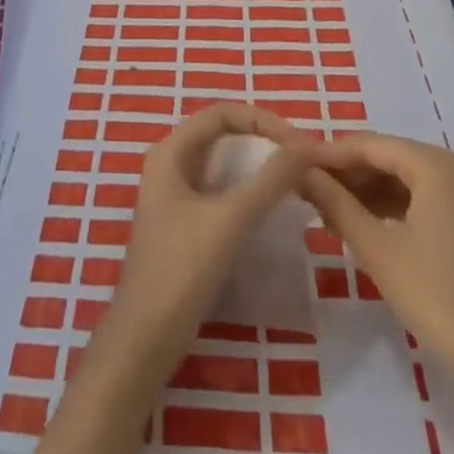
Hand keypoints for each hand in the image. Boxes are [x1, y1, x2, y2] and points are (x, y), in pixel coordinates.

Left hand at [99, 103, 316, 382]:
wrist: (145, 339)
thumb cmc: (182, 270)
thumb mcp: (231, 219)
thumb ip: (271, 180)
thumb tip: (309, 145)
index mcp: (170, 152)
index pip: (222, 113)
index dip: (262, 120)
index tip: (299, 143)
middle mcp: (170, 165)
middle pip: (222, 135)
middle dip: (263, 139)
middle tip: (302, 158)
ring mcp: (175, 196)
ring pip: (223, 164)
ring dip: (257, 165)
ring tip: (295, 178)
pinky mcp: (185, 225)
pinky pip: (221, 192)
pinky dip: (248, 191)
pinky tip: (273, 207)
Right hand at [302, 132, 453, 376]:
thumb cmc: (434, 294)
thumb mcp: (376, 247)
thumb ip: (335, 202)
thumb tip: (300, 172)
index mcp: (434, 164)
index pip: (369, 145)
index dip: (329, 154)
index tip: (292, 163)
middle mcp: (452, 165)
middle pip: (386, 157)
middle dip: (345, 172)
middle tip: (304, 187)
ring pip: (399, 176)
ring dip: (362, 189)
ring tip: (322, 205)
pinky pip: (416, 195)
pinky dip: (385, 204)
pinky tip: (355, 219)